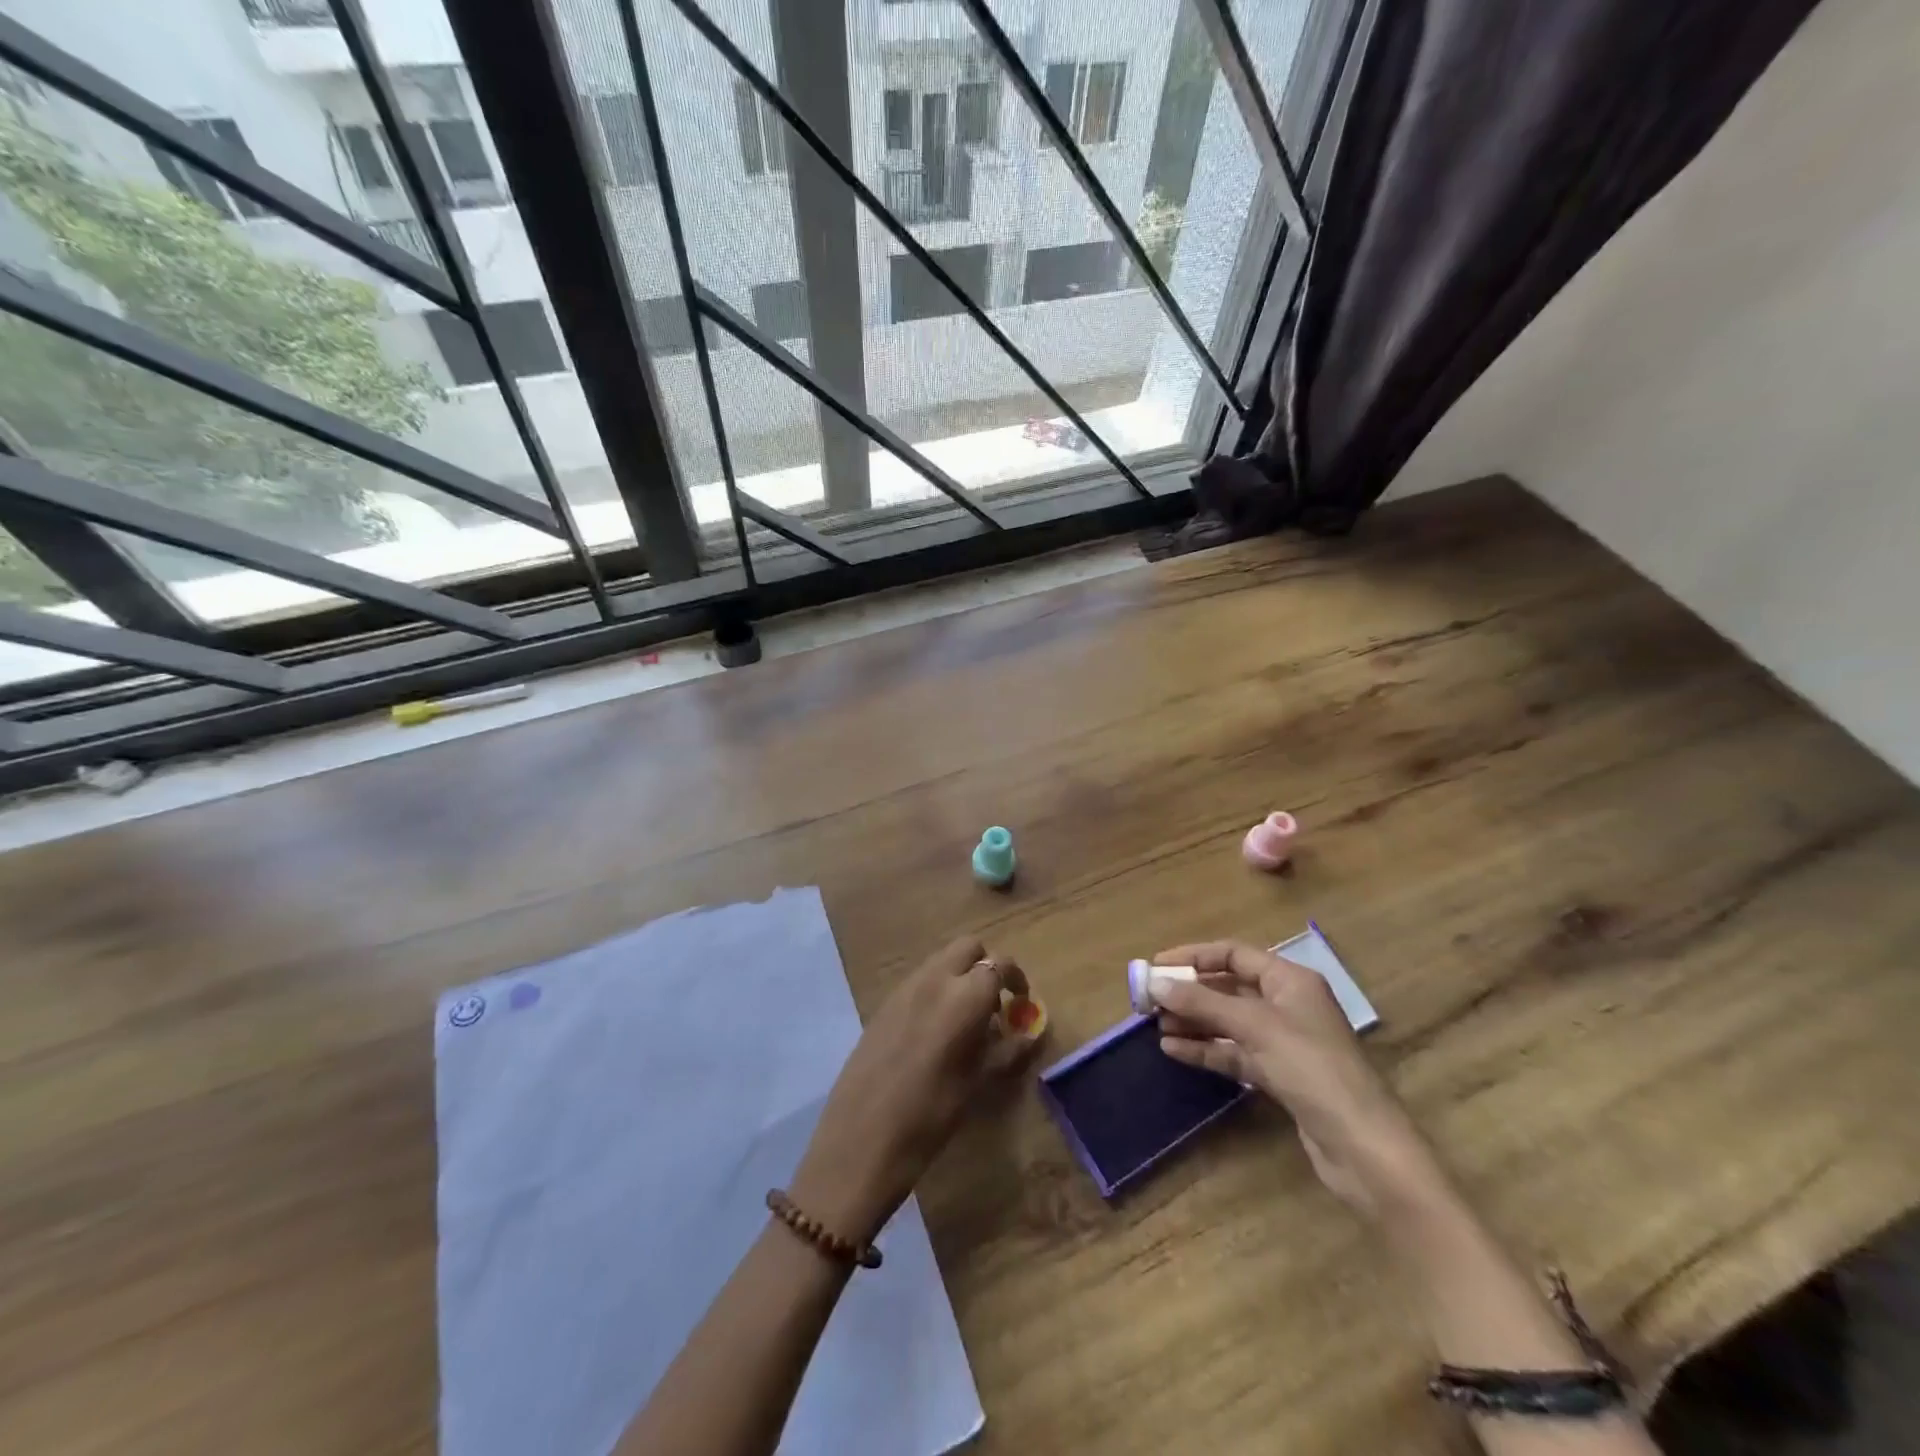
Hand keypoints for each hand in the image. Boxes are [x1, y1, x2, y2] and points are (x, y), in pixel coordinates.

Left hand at [790, 937, 1037, 1243]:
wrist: (860, 1141)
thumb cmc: (929, 1117)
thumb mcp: (976, 1084)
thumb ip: (1006, 1051)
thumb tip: (1028, 1035)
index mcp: (963, 997)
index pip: (999, 965)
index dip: (1016, 979)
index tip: (1022, 1002)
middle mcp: (933, 980)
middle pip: (967, 948)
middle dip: (986, 967)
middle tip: (995, 1005)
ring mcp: (903, 989)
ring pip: (941, 961)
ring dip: (960, 977)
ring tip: (966, 1022)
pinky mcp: (883, 1005)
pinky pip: (919, 981)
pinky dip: (936, 991)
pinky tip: (935, 1033)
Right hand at [1149, 940, 1444, 1220]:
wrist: (1363, 1147)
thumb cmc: (1312, 1069)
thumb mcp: (1254, 1026)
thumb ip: (1203, 1003)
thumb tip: (1156, 983)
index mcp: (1289, 980)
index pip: (1233, 954)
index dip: (1194, 956)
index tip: (1156, 966)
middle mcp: (1286, 1005)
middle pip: (1228, 988)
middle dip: (1189, 992)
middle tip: (1149, 999)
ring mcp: (1283, 1042)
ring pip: (1228, 1022)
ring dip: (1193, 1021)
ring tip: (1156, 1026)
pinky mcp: (1279, 1076)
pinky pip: (1234, 1053)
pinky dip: (1206, 1049)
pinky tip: (1174, 1050)